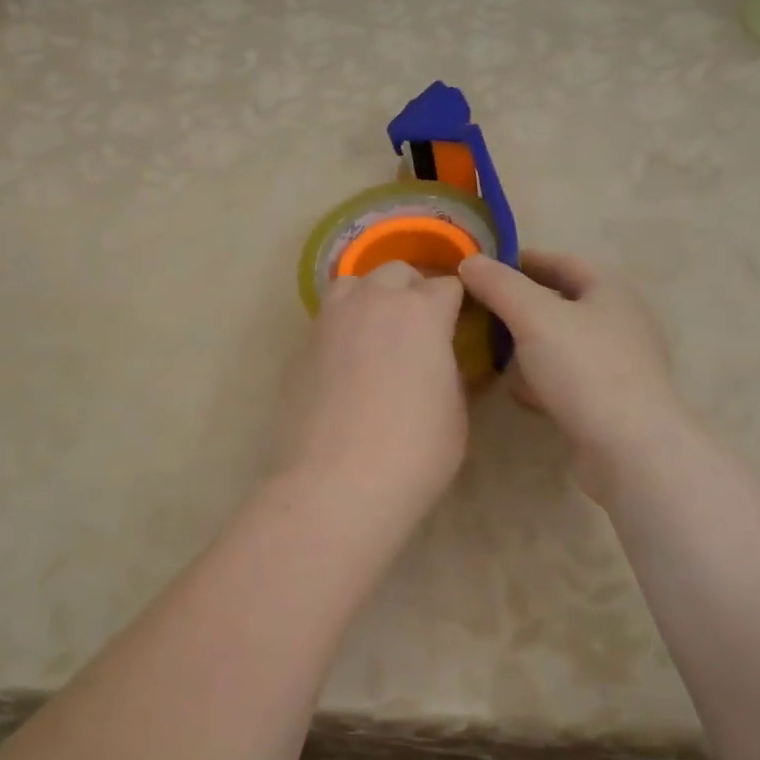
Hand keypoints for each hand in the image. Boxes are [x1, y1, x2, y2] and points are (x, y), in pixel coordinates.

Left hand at [274, 261, 468, 532]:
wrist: (336, 485)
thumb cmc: (413, 453)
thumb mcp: (455, 413)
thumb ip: (449, 371)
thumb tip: (439, 360)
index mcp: (420, 312)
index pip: (447, 286)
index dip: (457, 304)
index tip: (460, 325)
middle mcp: (372, 303)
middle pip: (396, 274)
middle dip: (412, 291)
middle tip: (420, 329)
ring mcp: (329, 322)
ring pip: (352, 286)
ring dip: (370, 299)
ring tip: (378, 336)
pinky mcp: (300, 348)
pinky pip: (326, 322)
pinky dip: (342, 331)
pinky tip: (346, 368)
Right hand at [459, 251, 681, 496]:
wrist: (629, 448)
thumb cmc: (584, 369)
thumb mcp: (534, 316)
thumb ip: (499, 285)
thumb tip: (469, 262)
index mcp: (609, 291)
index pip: (561, 262)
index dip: (522, 260)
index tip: (484, 268)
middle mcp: (619, 322)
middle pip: (562, 303)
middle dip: (520, 305)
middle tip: (481, 310)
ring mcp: (617, 364)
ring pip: (562, 343)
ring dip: (528, 344)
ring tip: (491, 350)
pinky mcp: (609, 401)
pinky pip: (567, 378)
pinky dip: (541, 378)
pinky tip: (519, 391)